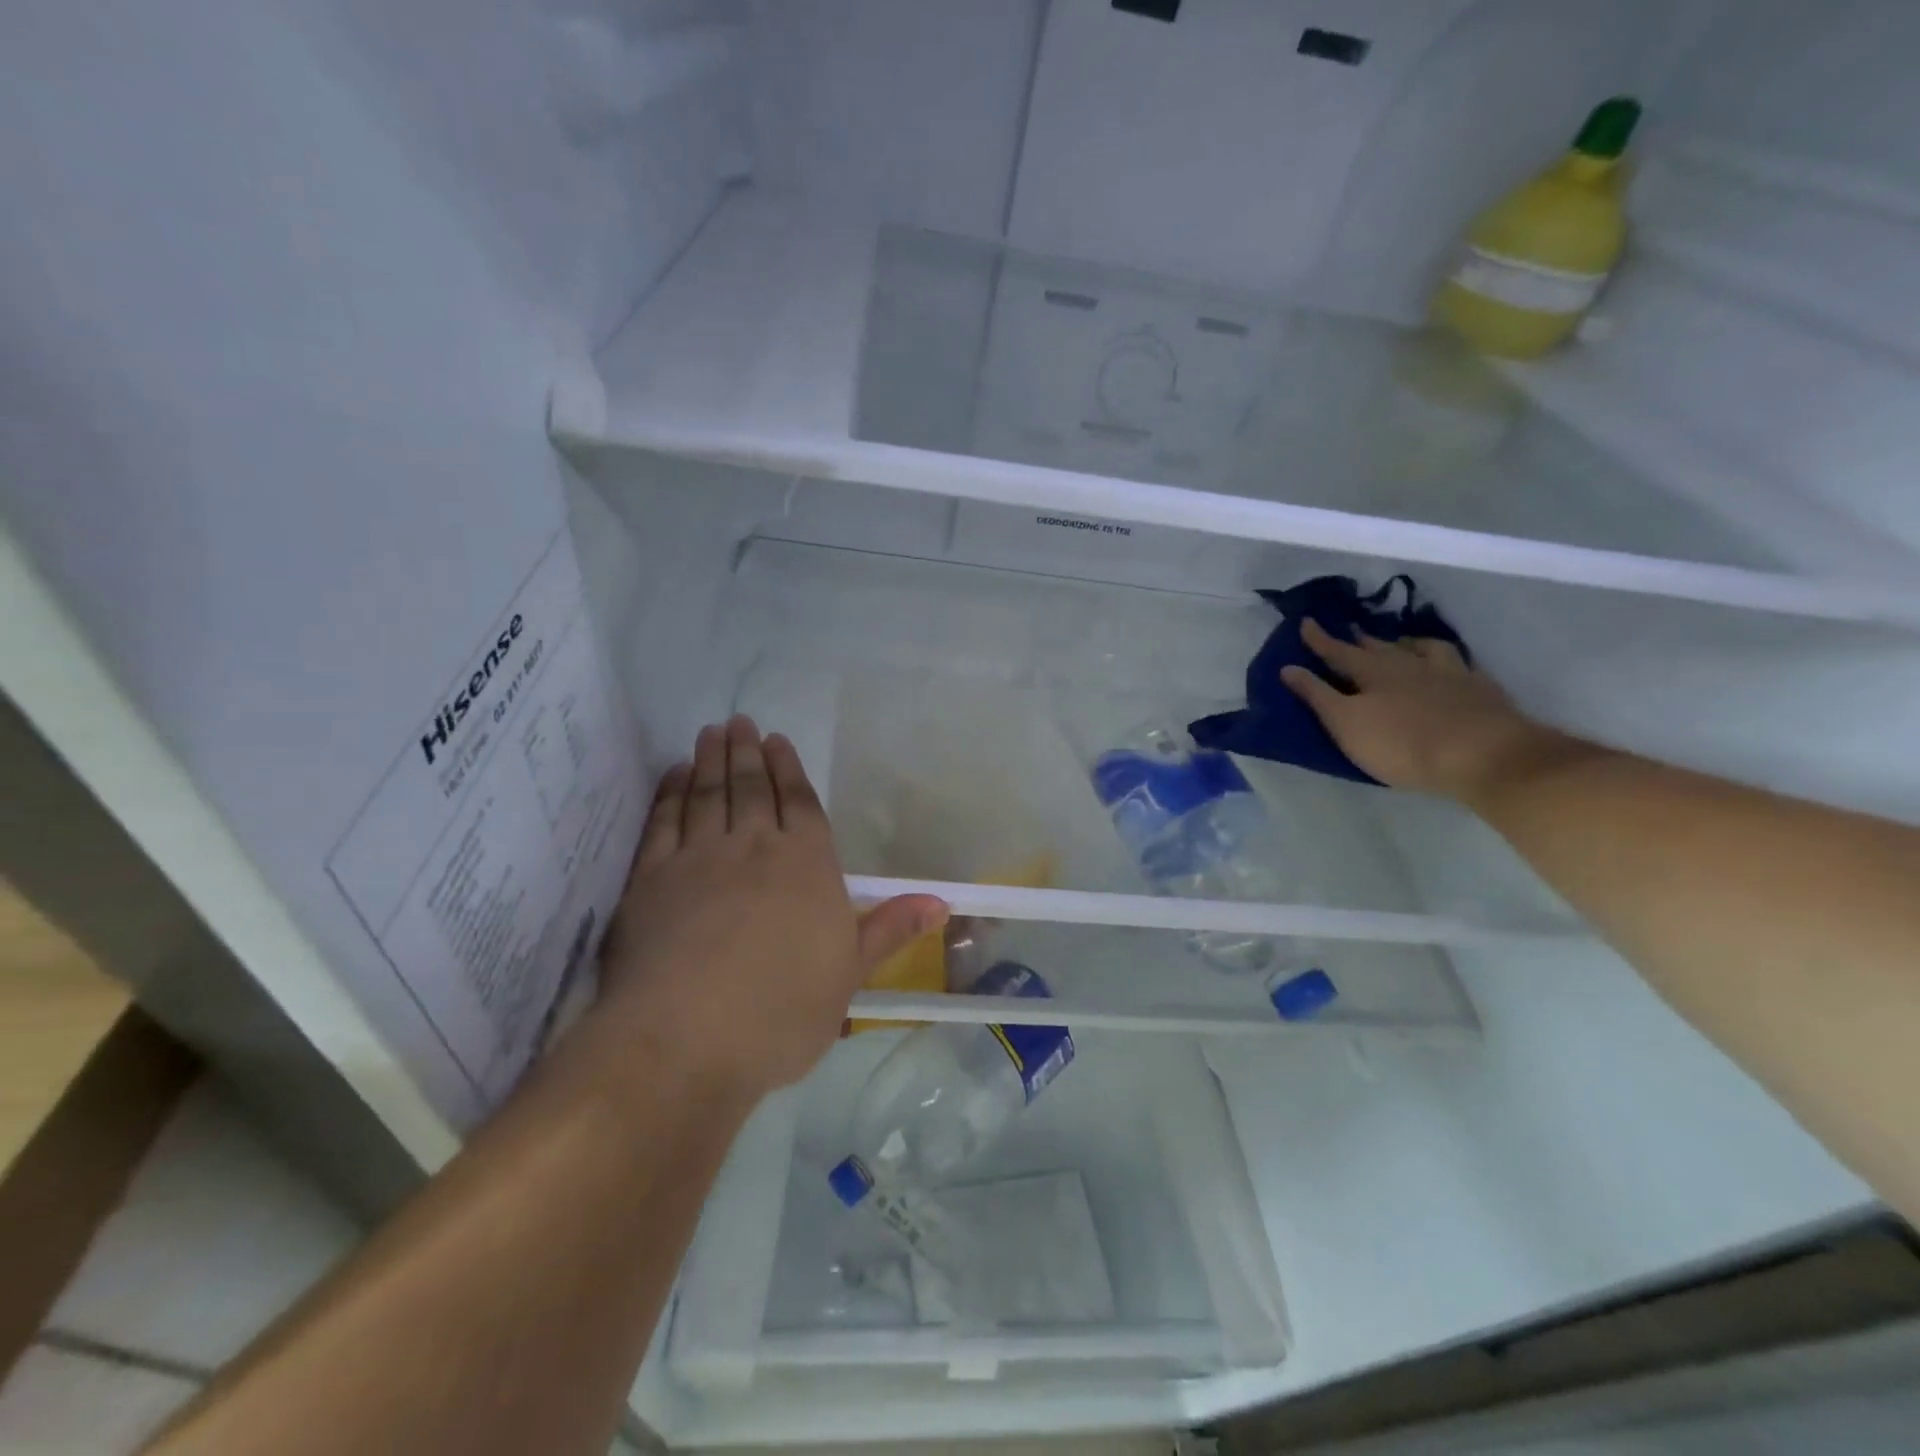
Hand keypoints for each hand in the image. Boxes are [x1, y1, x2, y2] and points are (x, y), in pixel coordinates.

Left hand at [592, 716, 946, 1101]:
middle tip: (740, 722)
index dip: (790, 771)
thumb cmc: (783, 1011)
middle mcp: (754, 848)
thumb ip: (890, 929)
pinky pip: (663, 823)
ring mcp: (698, 859)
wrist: (688, 1038)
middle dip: (748, 753)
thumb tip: (942, 901)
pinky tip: (673, 778)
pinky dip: (669, 795)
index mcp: (807, 865)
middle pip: (752, 789)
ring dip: (711, 762)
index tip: (778, 741)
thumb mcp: (850, 974)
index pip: (801, 805)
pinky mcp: (651, 879)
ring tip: (711, 734)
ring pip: (708, 796)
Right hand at [1282, 619, 1559, 803]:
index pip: (1338, 651)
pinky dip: (1446, 659)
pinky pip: (1459, 663)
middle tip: (1351, 631)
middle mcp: (1409, 664)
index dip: (1320, 639)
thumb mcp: (1346, 724)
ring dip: (1406, 643)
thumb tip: (1288, 668)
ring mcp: (1449, 673)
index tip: (1305, 621)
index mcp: (1373, 672)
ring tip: (1400, 642)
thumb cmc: (1403, 744)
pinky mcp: (1480, 689)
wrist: (1485, 755)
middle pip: (1379, 647)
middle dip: (1360, 639)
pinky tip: (1449, 664)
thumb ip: (1317, 696)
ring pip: (1423, 648)